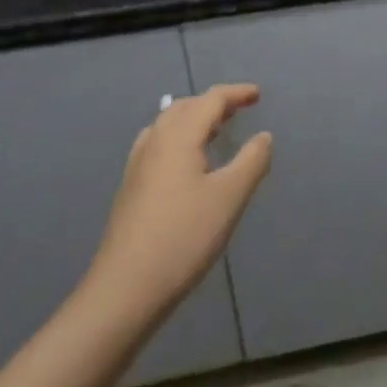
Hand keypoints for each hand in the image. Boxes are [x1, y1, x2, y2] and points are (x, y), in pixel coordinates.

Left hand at [80, 84, 272, 331]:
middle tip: (237, 111)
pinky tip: (186, 167)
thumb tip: (263, 137)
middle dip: (212, 104)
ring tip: (214, 133)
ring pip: (166, 126)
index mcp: (179, 137)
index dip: (236, 94)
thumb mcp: (229, 197)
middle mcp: (154, 143)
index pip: (210, 100)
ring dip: (192, 120)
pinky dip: (178, 140)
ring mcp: (136, 168)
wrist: (123, 293)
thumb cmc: (183, 238)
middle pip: (184, 107)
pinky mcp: (129, 191)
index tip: (257, 95)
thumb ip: (252, 161)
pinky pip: (157, 147)